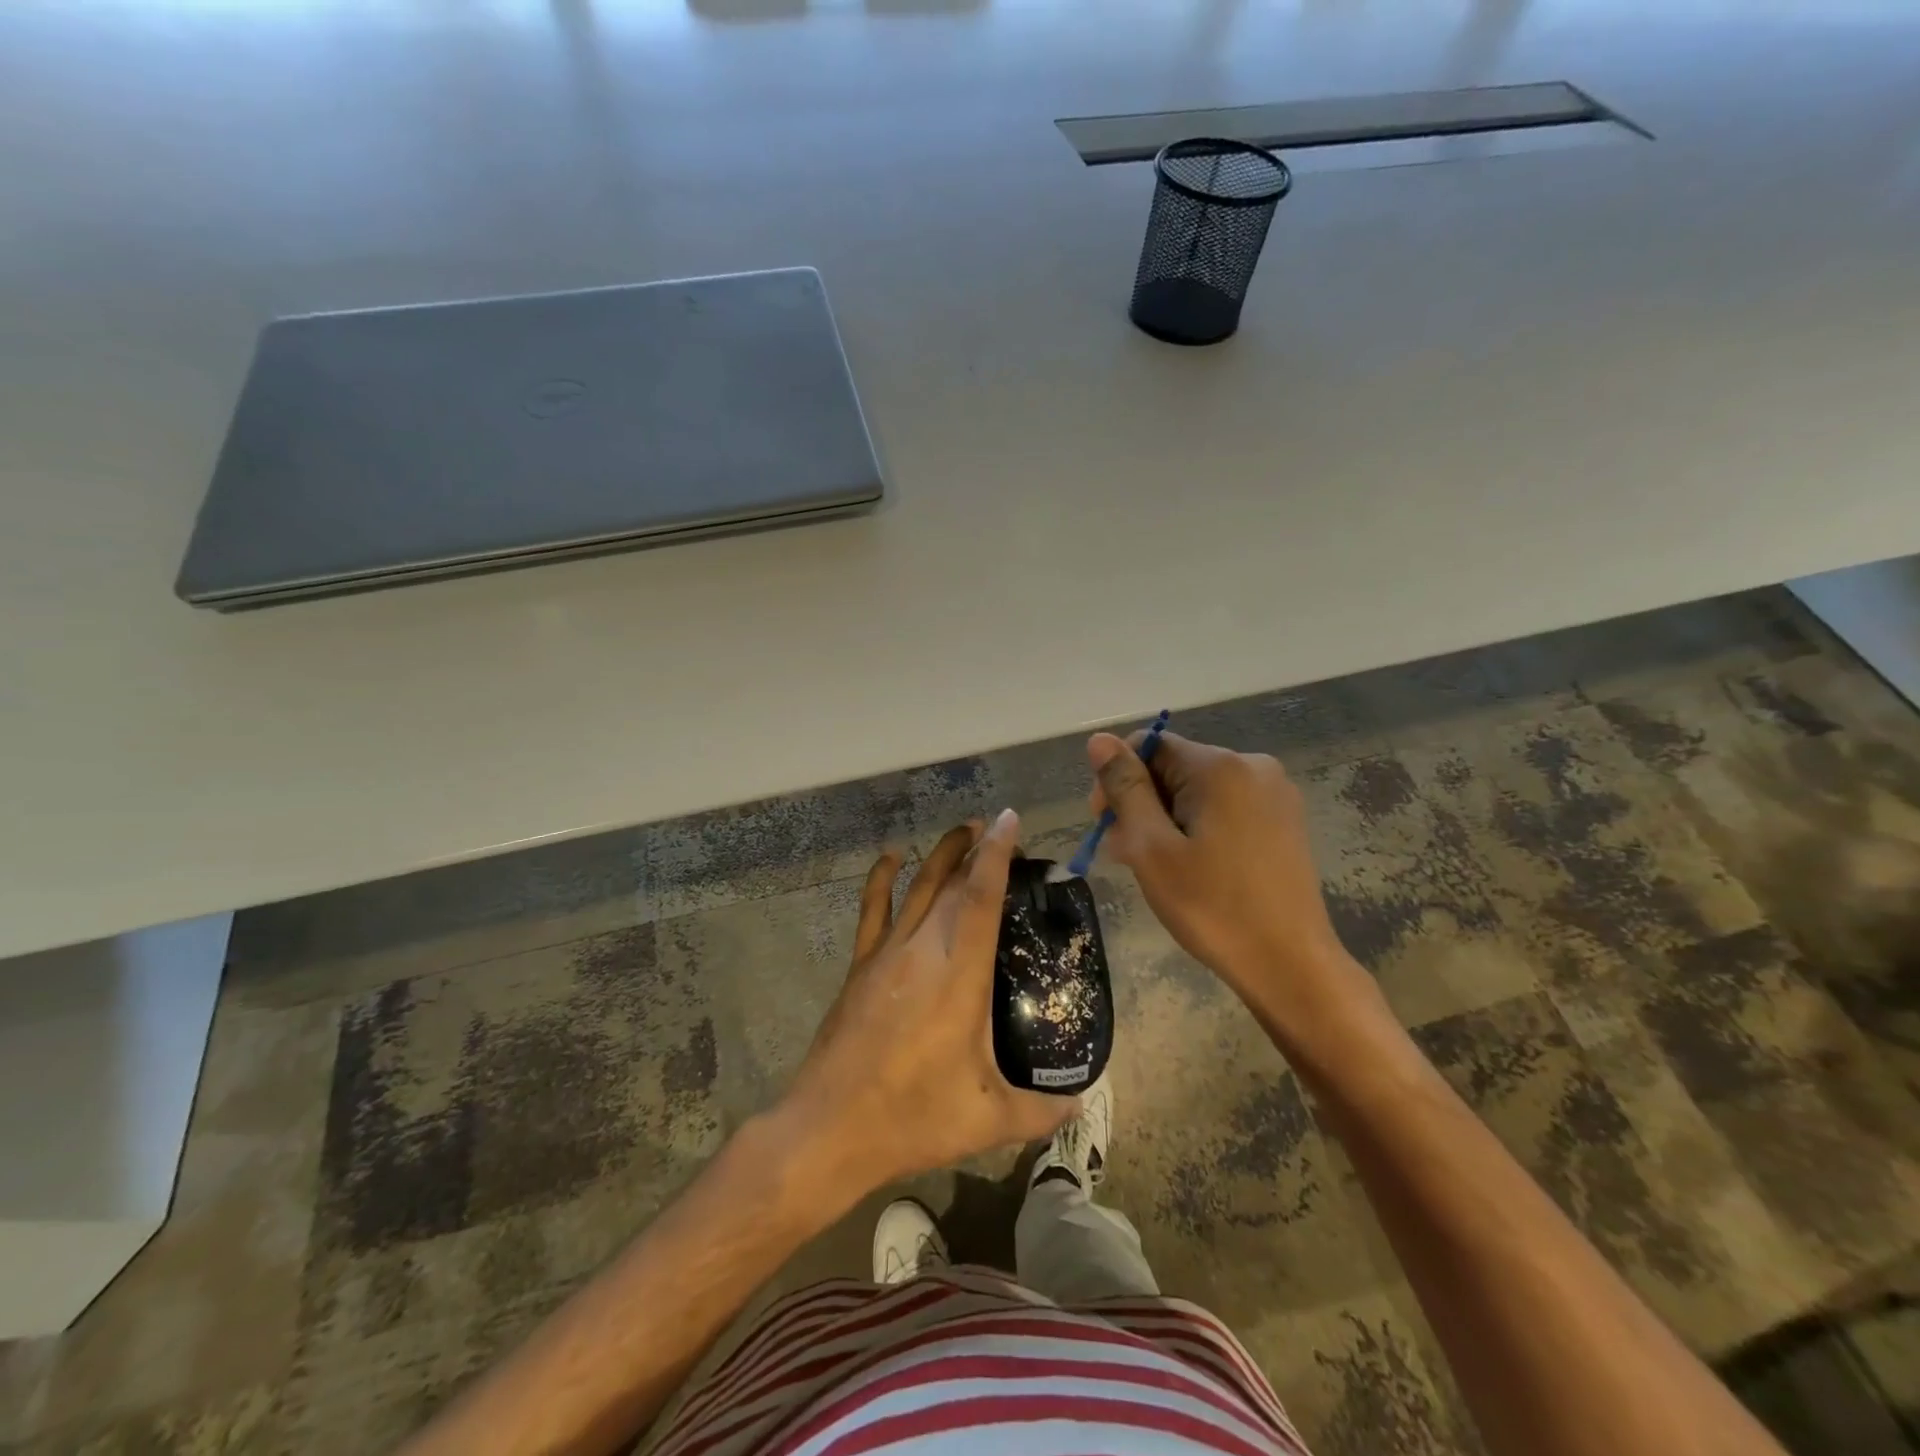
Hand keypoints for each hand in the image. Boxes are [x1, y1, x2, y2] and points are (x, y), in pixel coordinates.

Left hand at [780, 810, 1077, 1197]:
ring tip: (964, 830)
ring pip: (918, 887)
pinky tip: (891, 857)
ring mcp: (887, 953)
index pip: (983, 897)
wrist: (830, 1128)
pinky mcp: (861, 965)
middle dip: (978, 850)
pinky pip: (873, 909)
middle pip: (954, 883)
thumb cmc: (914, 1119)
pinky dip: (881, 877)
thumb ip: (1042, 1110)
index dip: (997, 854)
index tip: (1010, 820)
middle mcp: (924, 950)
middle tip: (1001, 834)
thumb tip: (1080, 1101)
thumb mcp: (989, 1121)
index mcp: (961, 975)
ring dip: (942, 854)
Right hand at [1086, 731, 1383, 1053]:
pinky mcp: (1284, 820)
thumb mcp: (1152, 847)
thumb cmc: (1212, 907)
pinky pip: (1225, 807)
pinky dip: (1198, 827)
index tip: (1107, 826)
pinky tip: (1190, 866)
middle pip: (1174, 767)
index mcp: (1220, 766)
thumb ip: (1125, 788)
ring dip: (1166, 819)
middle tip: (1125, 854)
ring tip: (1154, 867)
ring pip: (1198, 790)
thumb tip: (1099, 739)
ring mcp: (1274, 793)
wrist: (1289, 964)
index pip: (1149, 745)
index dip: (1118, 779)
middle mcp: (1253, 766)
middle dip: (1142, 803)